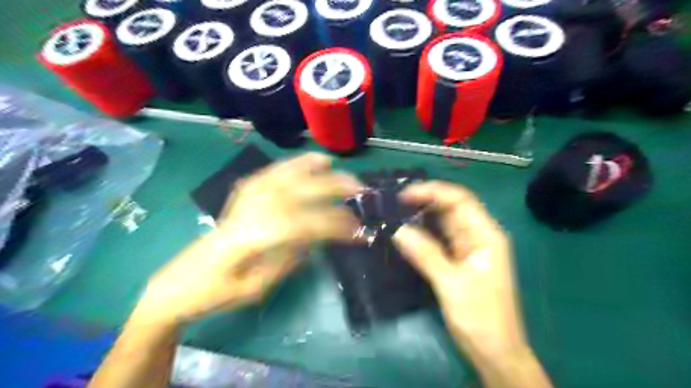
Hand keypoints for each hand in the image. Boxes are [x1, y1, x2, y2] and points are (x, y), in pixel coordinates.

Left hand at [132, 153, 363, 326]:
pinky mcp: (243, 192)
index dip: (334, 225)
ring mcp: (244, 197)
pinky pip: (272, 172)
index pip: (304, 223)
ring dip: (313, 168)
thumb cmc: (219, 292)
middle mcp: (249, 209)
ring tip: (336, 165)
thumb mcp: (258, 288)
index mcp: (252, 237)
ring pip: (284, 174)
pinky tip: (308, 161)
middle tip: (359, 189)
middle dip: (332, 187)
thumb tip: (317, 238)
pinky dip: (293, 164)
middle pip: (298, 191)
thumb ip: (290, 259)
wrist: (182, 279)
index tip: (358, 229)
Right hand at [395, 180, 529, 360]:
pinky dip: (424, 233)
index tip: (404, 195)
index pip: (460, 200)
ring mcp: (470, 248)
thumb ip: (425, 254)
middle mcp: (479, 236)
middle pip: (452, 208)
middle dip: (425, 201)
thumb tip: (397, 230)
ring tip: (396, 212)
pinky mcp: (460, 260)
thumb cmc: (480, 318)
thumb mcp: (451, 284)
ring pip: (445, 223)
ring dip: (423, 216)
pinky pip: (440, 239)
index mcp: (486, 235)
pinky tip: (407, 232)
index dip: (432, 192)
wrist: (496, 353)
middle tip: (394, 203)